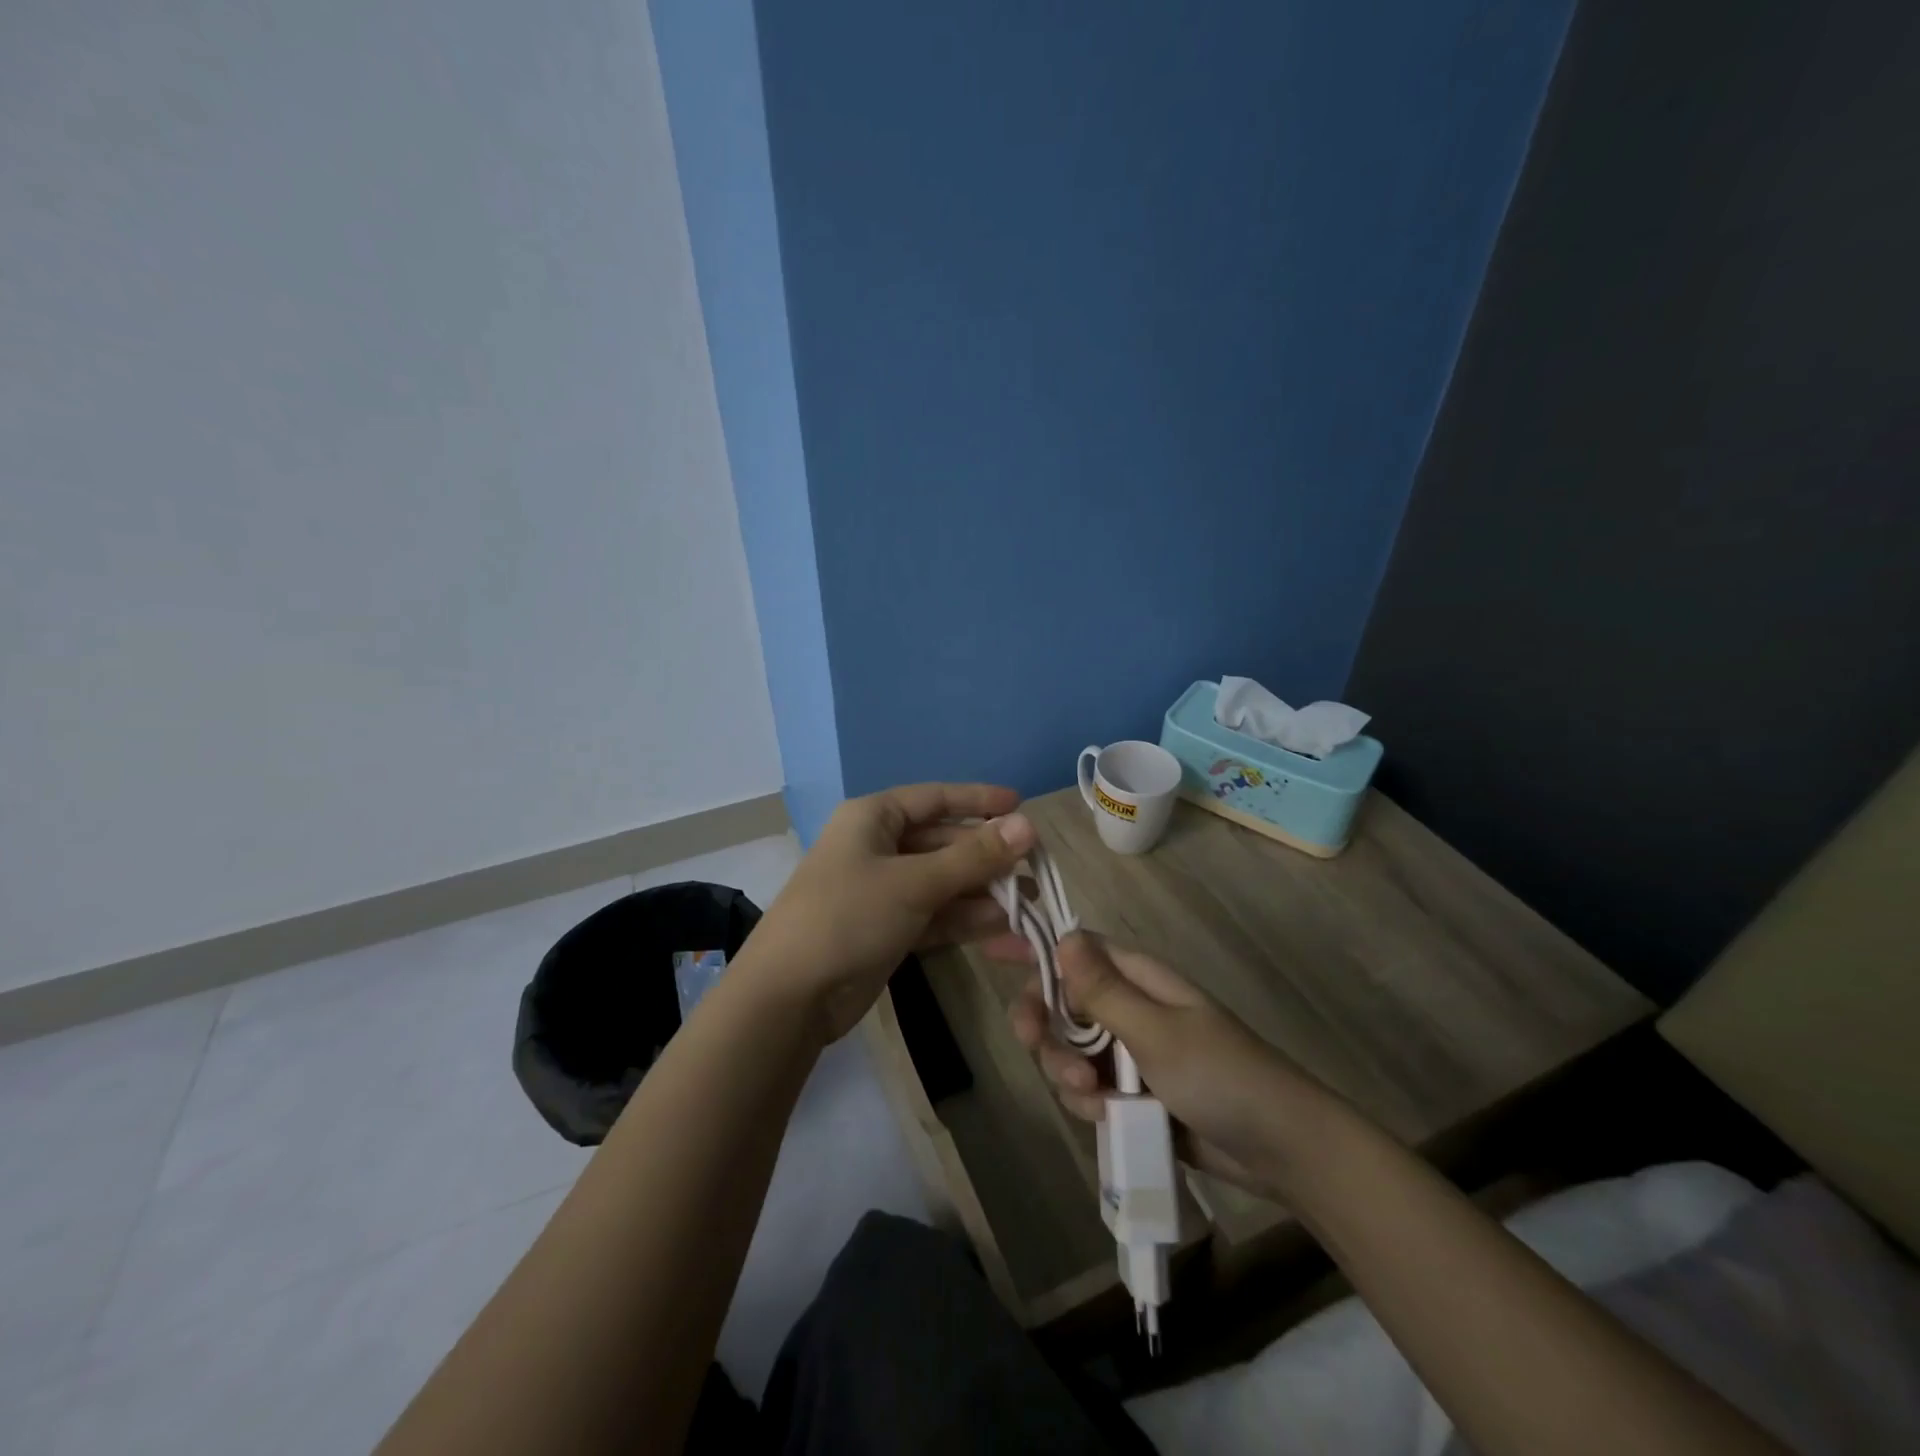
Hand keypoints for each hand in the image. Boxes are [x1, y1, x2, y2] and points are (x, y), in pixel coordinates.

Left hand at [745, 784, 1035, 1042]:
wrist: (790, 996)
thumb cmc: (848, 916)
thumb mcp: (914, 882)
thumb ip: (973, 857)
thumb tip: (1028, 825)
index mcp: (874, 818)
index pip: (935, 798)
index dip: (978, 800)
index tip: (1021, 805)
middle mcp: (879, 847)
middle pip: (945, 843)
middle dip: (989, 858)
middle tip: (1037, 871)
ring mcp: (884, 891)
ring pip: (945, 883)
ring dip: (985, 895)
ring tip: (1032, 908)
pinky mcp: (890, 930)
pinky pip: (937, 917)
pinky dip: (968, 924)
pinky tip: (1008, 935)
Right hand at [1000, 932, 1331, 1199]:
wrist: (1281, 1150)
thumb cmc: (1221, 1076)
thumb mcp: (1156, 1032)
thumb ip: (1103, 991)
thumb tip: (1062, 936)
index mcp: (1138, 978)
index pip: (1075, 950)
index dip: (1036, 949)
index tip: (992, 951)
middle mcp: (1129, 1008)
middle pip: (1062, 1004)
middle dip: (1046, 1028)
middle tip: (1039, 1047)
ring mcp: (1130, 1052)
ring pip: (1069, 1050)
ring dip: (1066, 1073)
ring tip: (1092, 1099)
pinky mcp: (1133, 1092)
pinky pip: (1089, 1087)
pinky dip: (1088, 1102)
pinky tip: (1106, 1117)